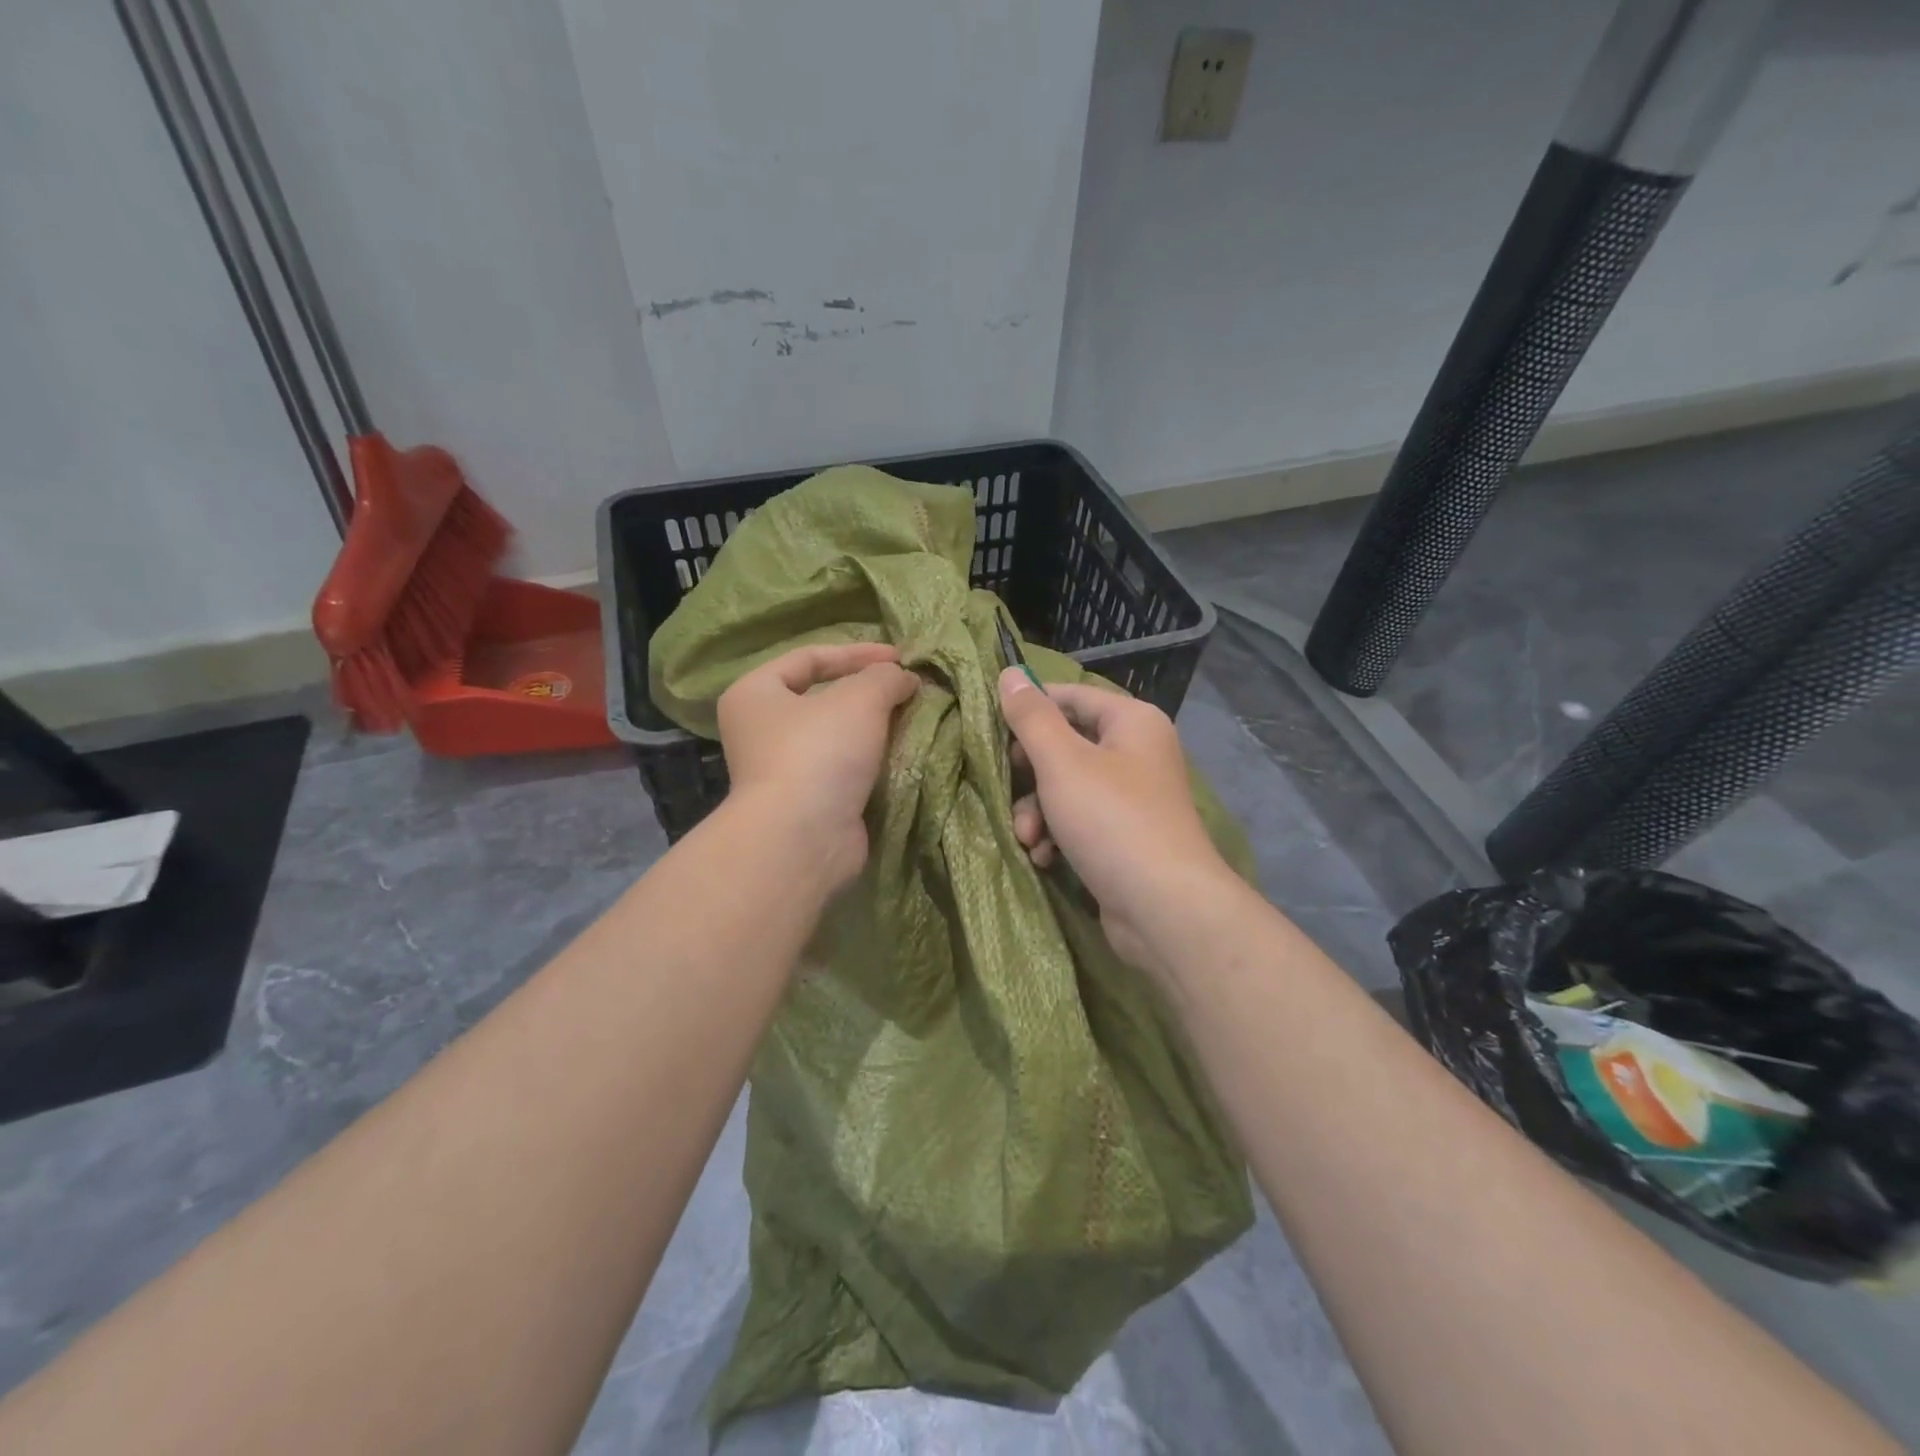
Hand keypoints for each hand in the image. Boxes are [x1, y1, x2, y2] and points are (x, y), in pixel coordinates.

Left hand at [717, 643, 918, 889]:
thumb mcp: (859, 698)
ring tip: (913, 717)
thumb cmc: (819, 752)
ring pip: (838, 736)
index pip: (809, 657)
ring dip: (875, 727)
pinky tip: (903, 753)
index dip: (857, 652)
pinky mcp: (809, 801)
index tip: (901, 658)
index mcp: (755, 694)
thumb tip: (905, 678)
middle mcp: (761, 730)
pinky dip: (873, 759)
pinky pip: (846, 768)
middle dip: (869, 691)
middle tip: (908, 688)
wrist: (803, 838)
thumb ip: (885, 677)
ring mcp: (784, 769)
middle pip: (823, 697)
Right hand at [1001, 669, 1236, 976]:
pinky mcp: (1124, 836)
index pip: (1070, 696)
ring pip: (1067, 788)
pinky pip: (1080, 821)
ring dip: (1038, 812)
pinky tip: (1045, 857)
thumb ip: (1032, 717)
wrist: (1164, 908)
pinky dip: (1058, 836)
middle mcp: (1137, 752)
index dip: (1029, 710)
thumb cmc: (1111, 820)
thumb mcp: (1062, 762)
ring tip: (1029, 838)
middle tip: (1009, 788)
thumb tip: (1010, 673)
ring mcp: (1132, 797)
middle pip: (1066, 745)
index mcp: (1131, 722)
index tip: (992, 732)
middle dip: (1030, 775)